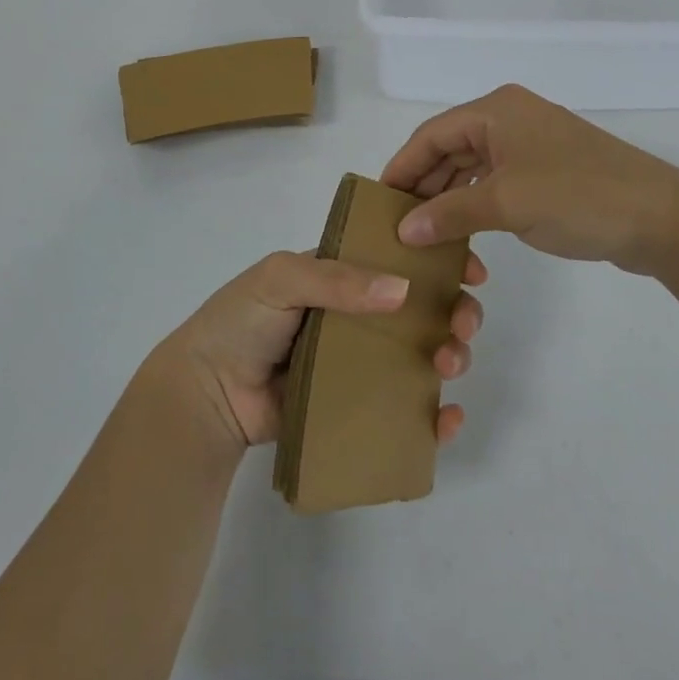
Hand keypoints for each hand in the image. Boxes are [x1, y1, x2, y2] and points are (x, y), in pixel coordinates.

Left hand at [153, 249, 487, 452]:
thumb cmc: (241, 321)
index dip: (439, 261)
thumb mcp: (281, 278)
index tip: (470, 269)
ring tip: (451, 364)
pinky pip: (406, 410)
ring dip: (452, 356)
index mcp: (344, 276)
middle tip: (463, 324)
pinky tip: (447, 419)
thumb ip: (336, 279)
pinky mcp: (358, 407)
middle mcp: (360, 315)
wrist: (208, 392)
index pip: (400, 260)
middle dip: (455, 312)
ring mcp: (362, 362)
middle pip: (423, 310)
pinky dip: (435, 417)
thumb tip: (402, 290)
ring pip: (423, 356)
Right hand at [382, 84, 678, 275]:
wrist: (661, 218)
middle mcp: (510, 117)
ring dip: (448, 196)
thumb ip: (450, 214)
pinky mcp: (548, 169)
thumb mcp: (507, 204)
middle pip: (450, 148)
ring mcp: (531, 143)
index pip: (431, 134)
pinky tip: (462, 228)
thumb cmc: (578, 197)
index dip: (402, 167)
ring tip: (422, 232)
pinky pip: (496, 180)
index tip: (377, 202)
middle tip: (396, 222)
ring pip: (472, 166)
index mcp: (496, 110)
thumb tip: (404, 231)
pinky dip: (476, 202)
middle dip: (424, 184)